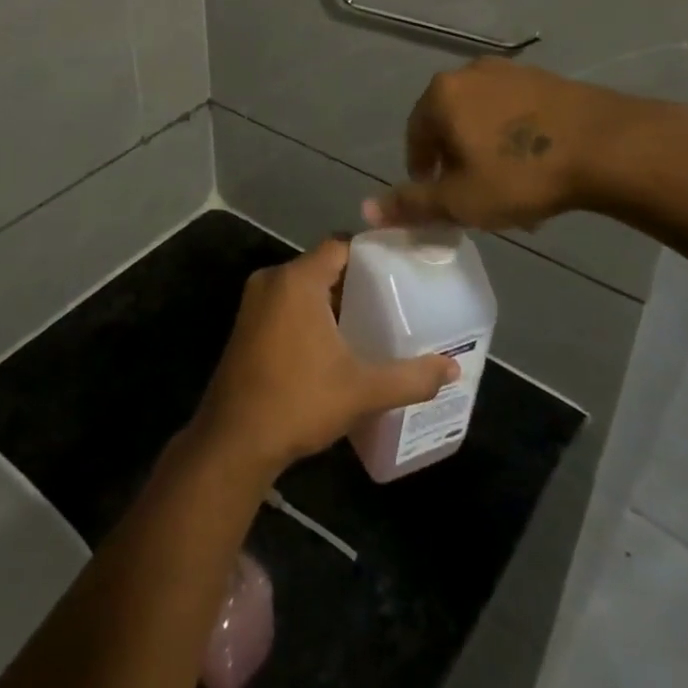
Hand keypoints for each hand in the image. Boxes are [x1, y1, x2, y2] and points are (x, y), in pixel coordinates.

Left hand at [193, 240, 458, 476]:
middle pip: (322, 265)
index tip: (401, 266)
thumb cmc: (299, 402)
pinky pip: (286, 303)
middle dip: (356, 280)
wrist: (234, 441)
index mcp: (297, 280)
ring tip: (371, 318)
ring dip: (332, 299)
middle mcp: (272, 280)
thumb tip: (453, 369)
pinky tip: (335, 342)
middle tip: (394, 296)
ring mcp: (254, 303)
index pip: (340, 245)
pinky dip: (310, 313)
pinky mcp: (246, 325)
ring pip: (303, 286)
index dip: (371, 252)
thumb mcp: (362, 390)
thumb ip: (410, 377)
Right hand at [364, 57, 673, 230]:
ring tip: (508, 187)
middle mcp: (469, 73)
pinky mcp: (546, 78)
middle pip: (449, 124)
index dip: (422, 173)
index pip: (415, 136)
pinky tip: (536, 167)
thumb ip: (411, 205)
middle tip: (475, 196)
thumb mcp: (460, 200)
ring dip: (487, 152)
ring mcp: (510, 71)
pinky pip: (515, 112)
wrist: (607, 147)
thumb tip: (366, 211)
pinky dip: (515, 139)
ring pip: (484, 119)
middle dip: (457, 162)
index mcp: (441, 95)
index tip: (440, 199)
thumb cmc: (520, 174)